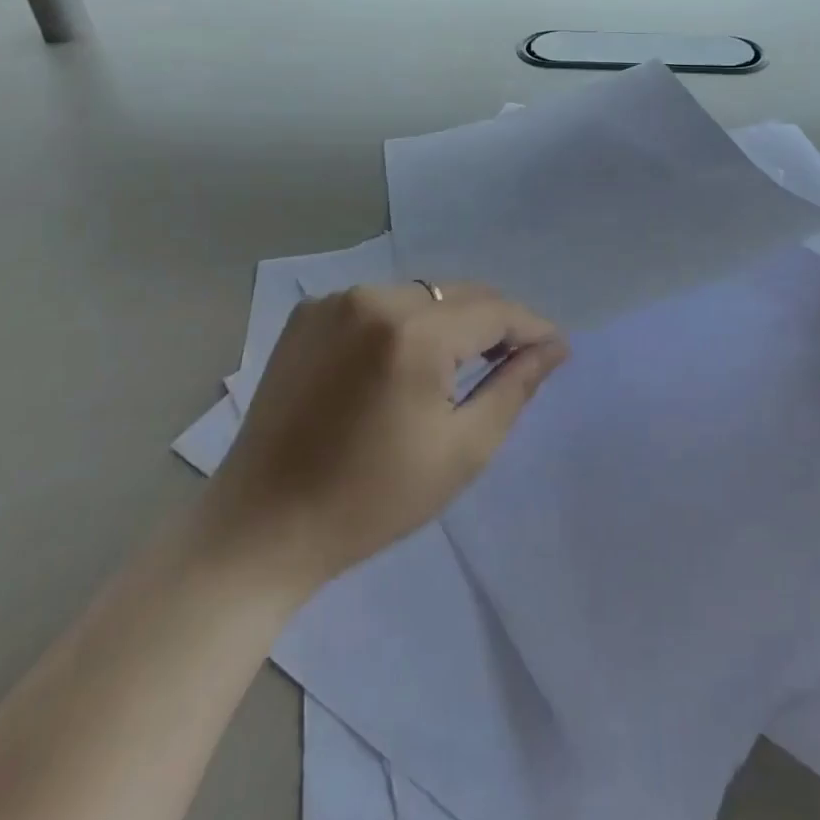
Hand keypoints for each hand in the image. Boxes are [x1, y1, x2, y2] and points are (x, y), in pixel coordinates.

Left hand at [199, 282, 568, 593]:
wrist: (263, 525)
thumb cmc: (373, 500)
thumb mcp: (462, 450)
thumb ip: (515, 387)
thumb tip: (554, 346)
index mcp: (412, 334)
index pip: (494, 310)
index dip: (531, 326)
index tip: (555, 347)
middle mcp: (372, 298)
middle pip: (458, 294)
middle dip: (493, 322)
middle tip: (513, 359)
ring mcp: (334, 301)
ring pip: (420, 294)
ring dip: (448, 320)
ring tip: (458, 364)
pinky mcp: (307, 313)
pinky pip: (378, 302)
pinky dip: (403, 322)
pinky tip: (401, 362)